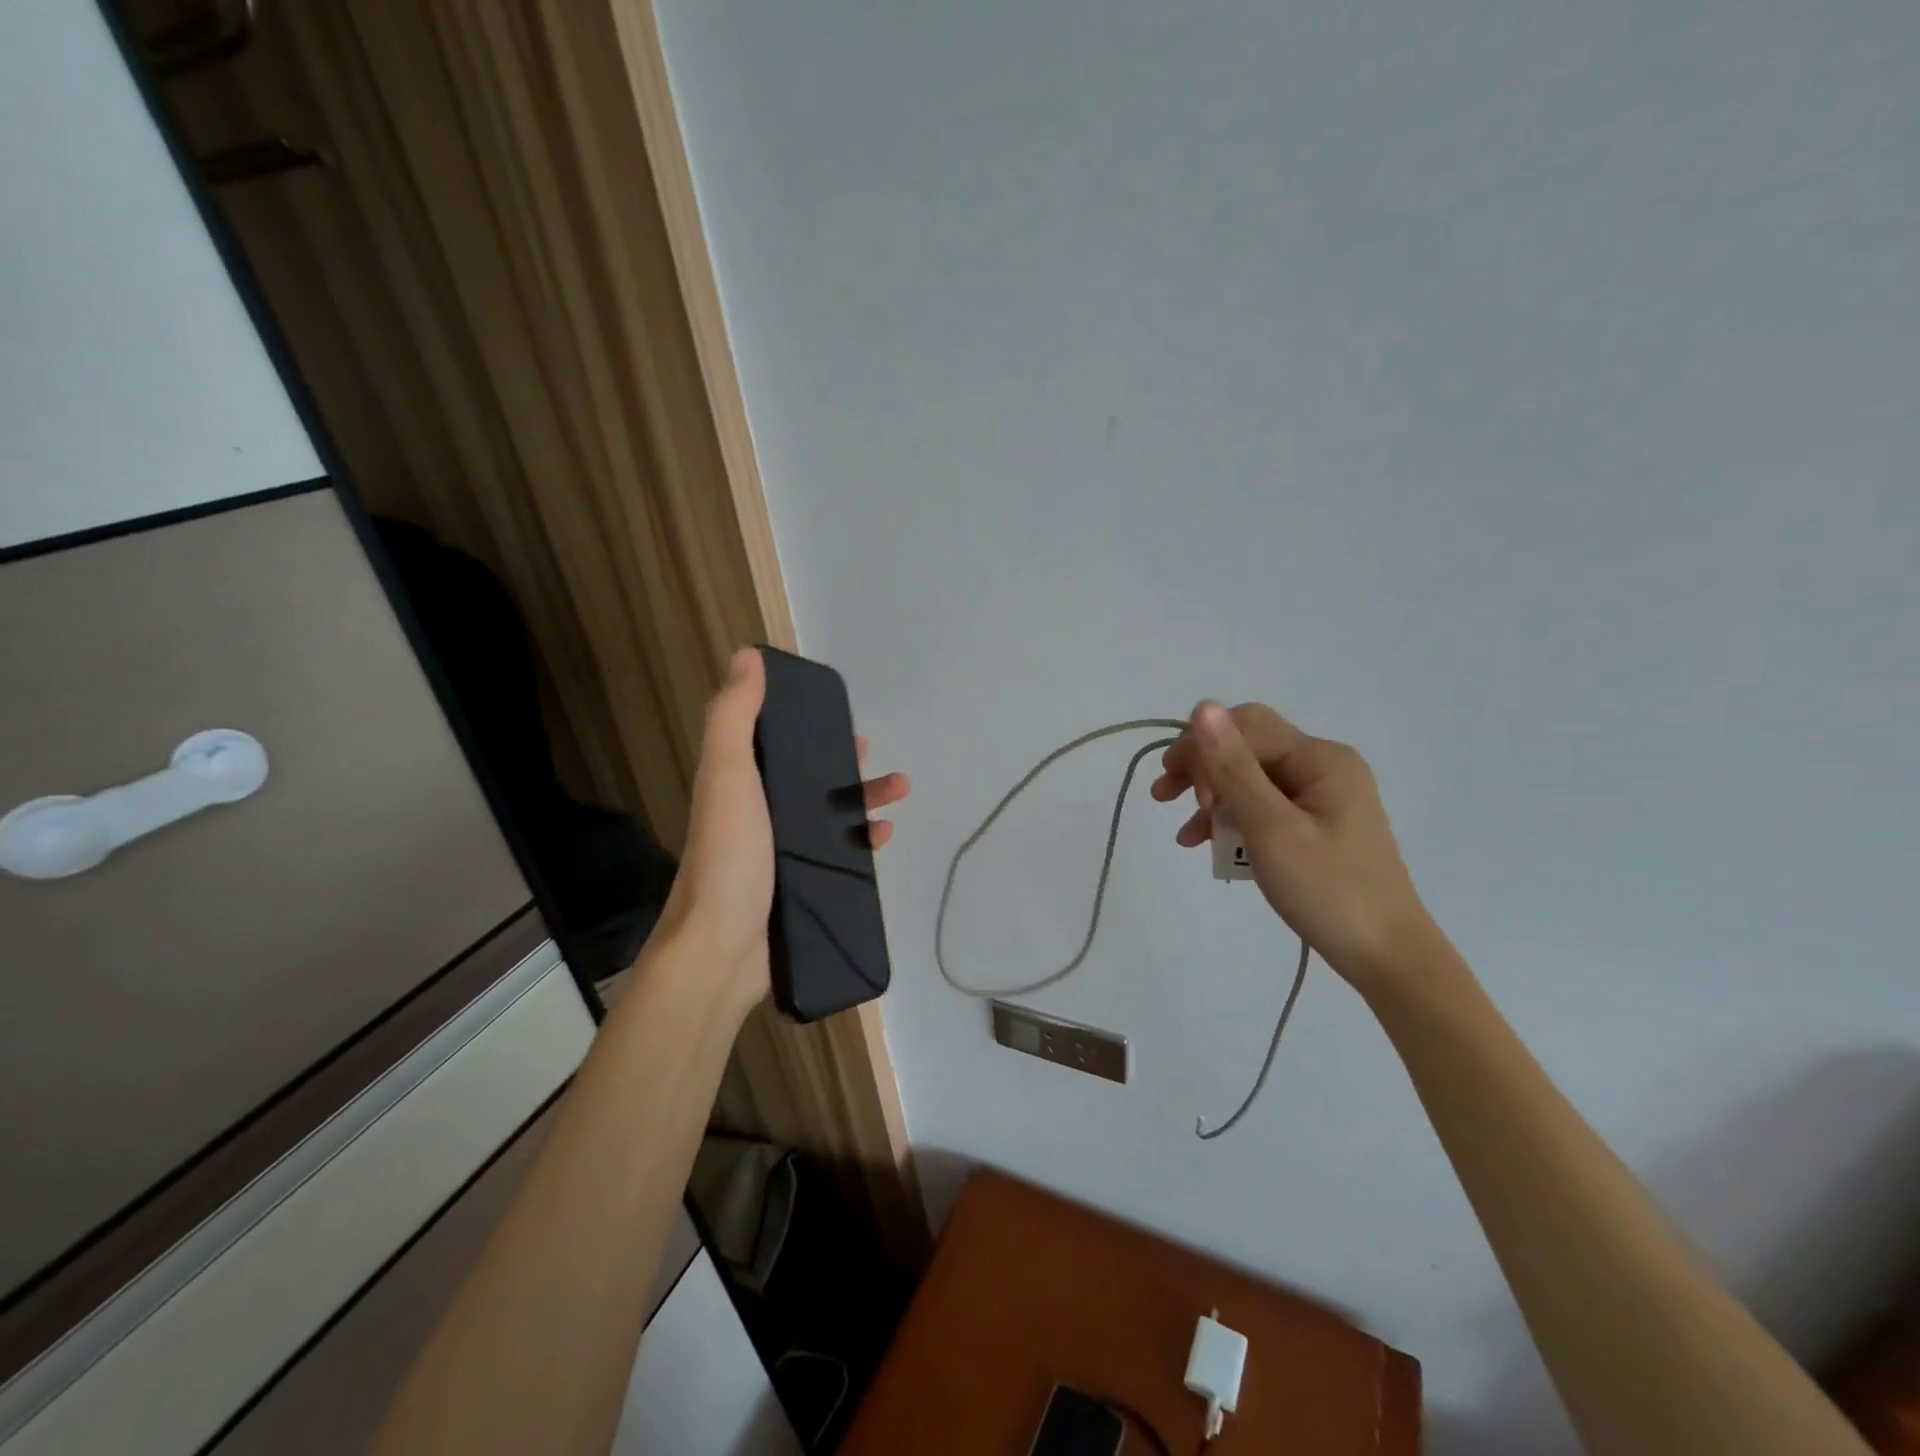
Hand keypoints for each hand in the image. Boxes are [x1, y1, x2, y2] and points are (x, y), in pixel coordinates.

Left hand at [655, 648, 909, 1012]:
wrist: (720, 951)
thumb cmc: (727, 857)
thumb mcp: (727, 776)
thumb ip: (734, 717)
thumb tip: (747, 656)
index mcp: (739, 786)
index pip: (775, 744)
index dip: (805, 727)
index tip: (838, 718)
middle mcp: (758, 816)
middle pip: (809, 780)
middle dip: (846, 765)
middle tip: (877, 758)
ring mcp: (780, 856)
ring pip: (830, 817)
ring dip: (864, 800)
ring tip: (899, 792)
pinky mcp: (801, 887)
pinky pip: (839, 856)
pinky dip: (863, 842)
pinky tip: (884, 837)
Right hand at [1151, 700, 1431, 987]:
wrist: (1387, 957)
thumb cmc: (1328, 890)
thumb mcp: (1271, 827)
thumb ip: (1234, 767)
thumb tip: (1202, 706)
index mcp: (1320, 758)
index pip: (1245, 727)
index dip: (1202, 751)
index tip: (1177, 794)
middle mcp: (1323, 766)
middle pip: (1247, 746)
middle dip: (1202, 768)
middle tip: (1163, 796)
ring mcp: (1322, 796)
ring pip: (1251, 778)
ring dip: (1212, 797)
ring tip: (1184, 830)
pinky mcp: (1316, 824)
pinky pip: (1264, 806)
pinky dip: (1234, 819)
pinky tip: (1207, 843)